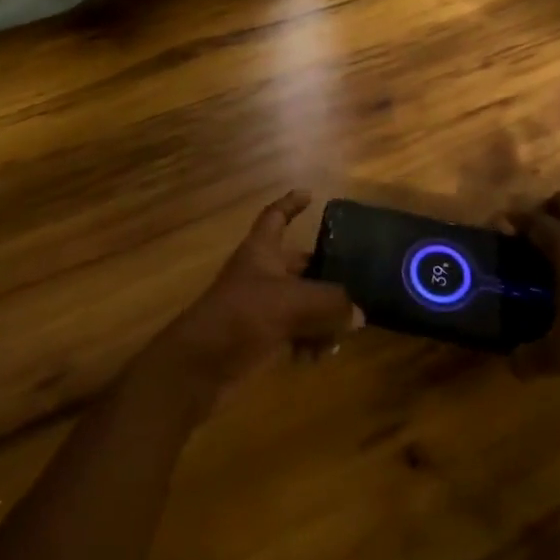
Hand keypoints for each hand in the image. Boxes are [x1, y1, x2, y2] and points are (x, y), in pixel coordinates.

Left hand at [135, 191, 360, 411]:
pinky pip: (295, 333)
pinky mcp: (262, 337)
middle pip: (300, 266)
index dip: (291, 204)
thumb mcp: (294, 303)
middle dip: (326, 275)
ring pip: (303, 303)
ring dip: (323, 317)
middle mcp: (262, 274)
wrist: (201, 365)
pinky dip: (308, 342)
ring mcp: (261, 307)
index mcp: (261, 251)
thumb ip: (332, 303)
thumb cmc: (243, 316)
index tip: (310, 194)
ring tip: (342, 334)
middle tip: (357, 282)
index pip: (275, 217)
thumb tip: (358, 314)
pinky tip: (318, 357)